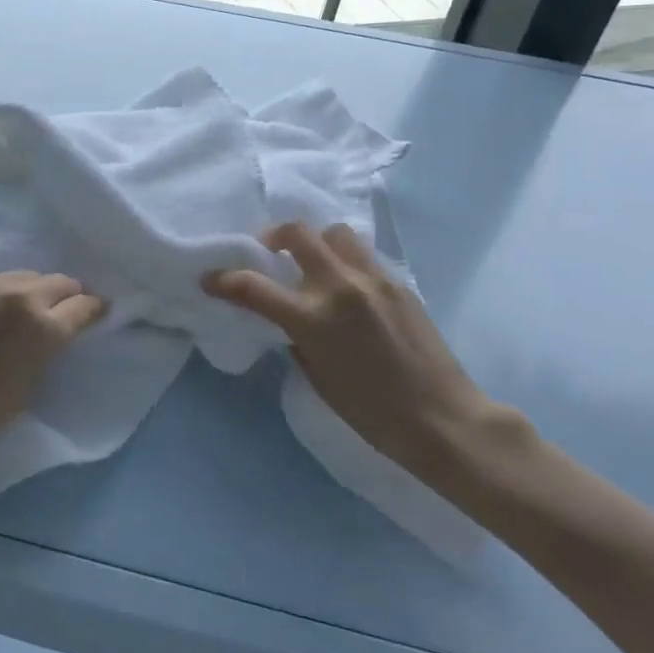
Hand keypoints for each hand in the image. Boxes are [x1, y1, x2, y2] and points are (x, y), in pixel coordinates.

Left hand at [0, 272, 105, 451]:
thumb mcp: (30, 385)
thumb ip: (49, 349)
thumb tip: (57, 332)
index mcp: (45, 327)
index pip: (85, 305)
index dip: (94, 310)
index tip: (96, 315)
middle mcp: (22, 296)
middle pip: (61, 282)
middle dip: (69, 296)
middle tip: (66, 311)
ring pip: (29, 276)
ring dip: (38, 290)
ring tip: (31, 308)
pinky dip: (7, 292)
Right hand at [204, 223, 495, 469]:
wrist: (442, 419)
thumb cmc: (373, 413)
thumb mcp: (319, 378)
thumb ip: (297, 338)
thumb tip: (290, 318)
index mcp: (314, 319)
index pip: (254, 287)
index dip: (225, 280)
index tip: (211, 279)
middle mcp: (341, 287)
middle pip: (298, 234)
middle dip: (273, 236)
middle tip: (269, 252)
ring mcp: (373, 280)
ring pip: (335, 233)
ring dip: (316, 242)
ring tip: (313, 263)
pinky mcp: (399, 282)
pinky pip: (363, 255)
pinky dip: (345, 259)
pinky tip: (347, 285)